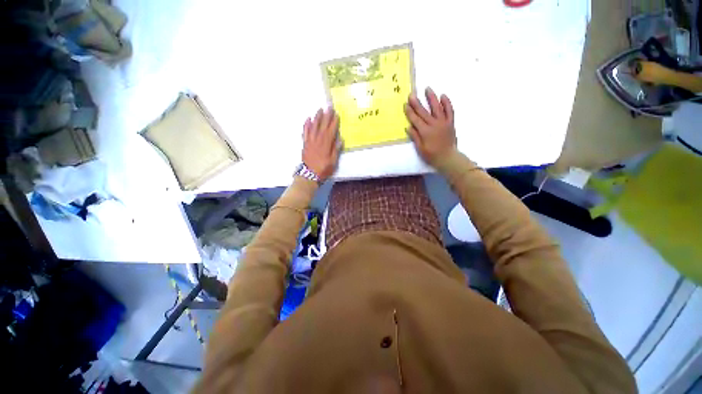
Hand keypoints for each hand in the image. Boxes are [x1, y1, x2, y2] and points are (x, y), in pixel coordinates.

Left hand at [302, 108, 340, 181]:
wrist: (309, 175)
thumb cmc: (323, 169)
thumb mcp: (333, 162)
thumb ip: (336, 150)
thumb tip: (340, 139)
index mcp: (326, 144)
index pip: (331, 131)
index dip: (334, 122)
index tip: (336, 115)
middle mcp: (318, 140)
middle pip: (323, 126)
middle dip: (326, 116)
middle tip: (329, 108)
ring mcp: (310, 141)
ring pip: (313, 126)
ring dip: (317, 118)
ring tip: (320, 110)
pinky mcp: (305, 143)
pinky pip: (305, 132)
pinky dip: (306, 125)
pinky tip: (308, 119)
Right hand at [404, 87, 456, 164]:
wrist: (448, 157)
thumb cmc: (431, 155)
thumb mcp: (420, 148)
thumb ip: (415, 137)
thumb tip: (408, 127)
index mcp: (425, 132)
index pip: (416, 119)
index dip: (410, 112)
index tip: (405, 104)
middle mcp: (434, 125)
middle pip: (424, 112)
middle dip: (417, 103)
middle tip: (412, 94)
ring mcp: (443, 122)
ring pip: (437, 108)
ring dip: (432, 98)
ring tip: (427, 89)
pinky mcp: (450, 123)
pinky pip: (450, 111)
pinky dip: (447, 103)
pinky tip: (443, 96)